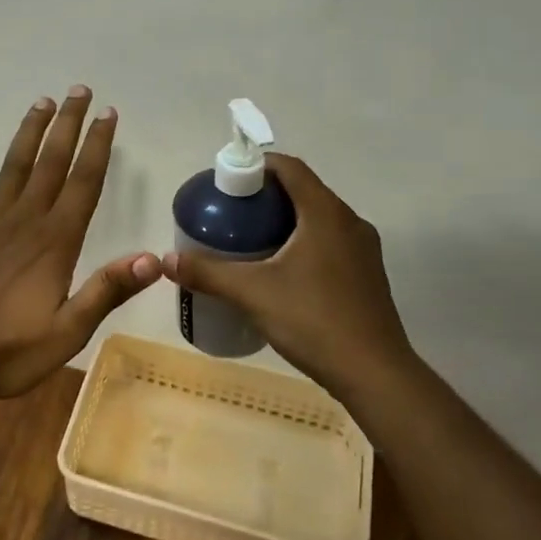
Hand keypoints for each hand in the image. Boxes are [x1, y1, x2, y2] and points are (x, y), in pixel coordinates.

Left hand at [0, 87, 161, 402]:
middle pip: (50, 163)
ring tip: (41, 102)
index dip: (97, 146)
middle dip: (67, 125)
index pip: (83, 183)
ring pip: (13, 168)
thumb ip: (106, 291)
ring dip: (29, 134)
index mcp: (55, 243)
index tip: (107, 113)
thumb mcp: (68, 331)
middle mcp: (24, 223)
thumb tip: (154, 258)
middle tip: (78, 90)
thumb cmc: (8, 351)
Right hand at [161, 154, 416, 401]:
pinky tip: (279, 272)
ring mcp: (363, 250)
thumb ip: (207, 273)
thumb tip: (166, 261)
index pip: (290, 168)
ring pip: (317, 220)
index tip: (226, 183)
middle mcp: (350, 223)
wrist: (374, 373)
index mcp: (326, 214)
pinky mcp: (366, 275)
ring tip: (248, 241)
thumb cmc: (313, 321)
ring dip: (284, 221)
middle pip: (303, 192)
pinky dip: (301, 243)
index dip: (256, 166)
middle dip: (264, 197)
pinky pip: (329, 243)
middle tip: (229, 215)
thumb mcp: (252, 294)